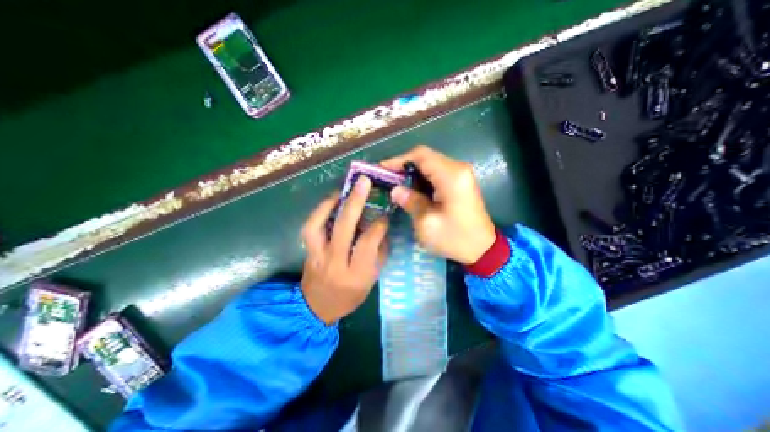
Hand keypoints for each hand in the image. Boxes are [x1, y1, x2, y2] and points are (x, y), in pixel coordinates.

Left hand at [298, 176, 388, 323]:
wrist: (317, 308)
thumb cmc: (350, 296)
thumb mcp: (371, 280)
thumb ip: (378, 254)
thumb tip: (382, 228)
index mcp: (355, 274)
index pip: (367, 243)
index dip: (378, 225)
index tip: (385, 214)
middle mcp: (334, 262)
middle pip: (343, 228)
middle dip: (355, 202)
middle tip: (364, 182)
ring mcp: (316, 255)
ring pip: (318, 224)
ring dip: (331, 203)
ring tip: (343, 191)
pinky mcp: (307, 251)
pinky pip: (309, 227)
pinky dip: (318, 211)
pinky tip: (330, 203)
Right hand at [379, 146, 498, 264]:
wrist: (483, 249)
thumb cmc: (455, 238)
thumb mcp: (427, 223)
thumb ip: (411, 202)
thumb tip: (395, 189)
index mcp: (451, 176)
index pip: (421, 156)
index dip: (399, 160)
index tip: (382, 169)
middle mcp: (458, 169)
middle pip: (426, 157)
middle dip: (404, 166)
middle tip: (387, 178)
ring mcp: (461, 174)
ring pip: (430, 164)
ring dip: (412, 172)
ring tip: (396, 184)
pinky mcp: (460, 182)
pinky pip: (437, 173)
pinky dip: (422, 178)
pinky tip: (412, 189)